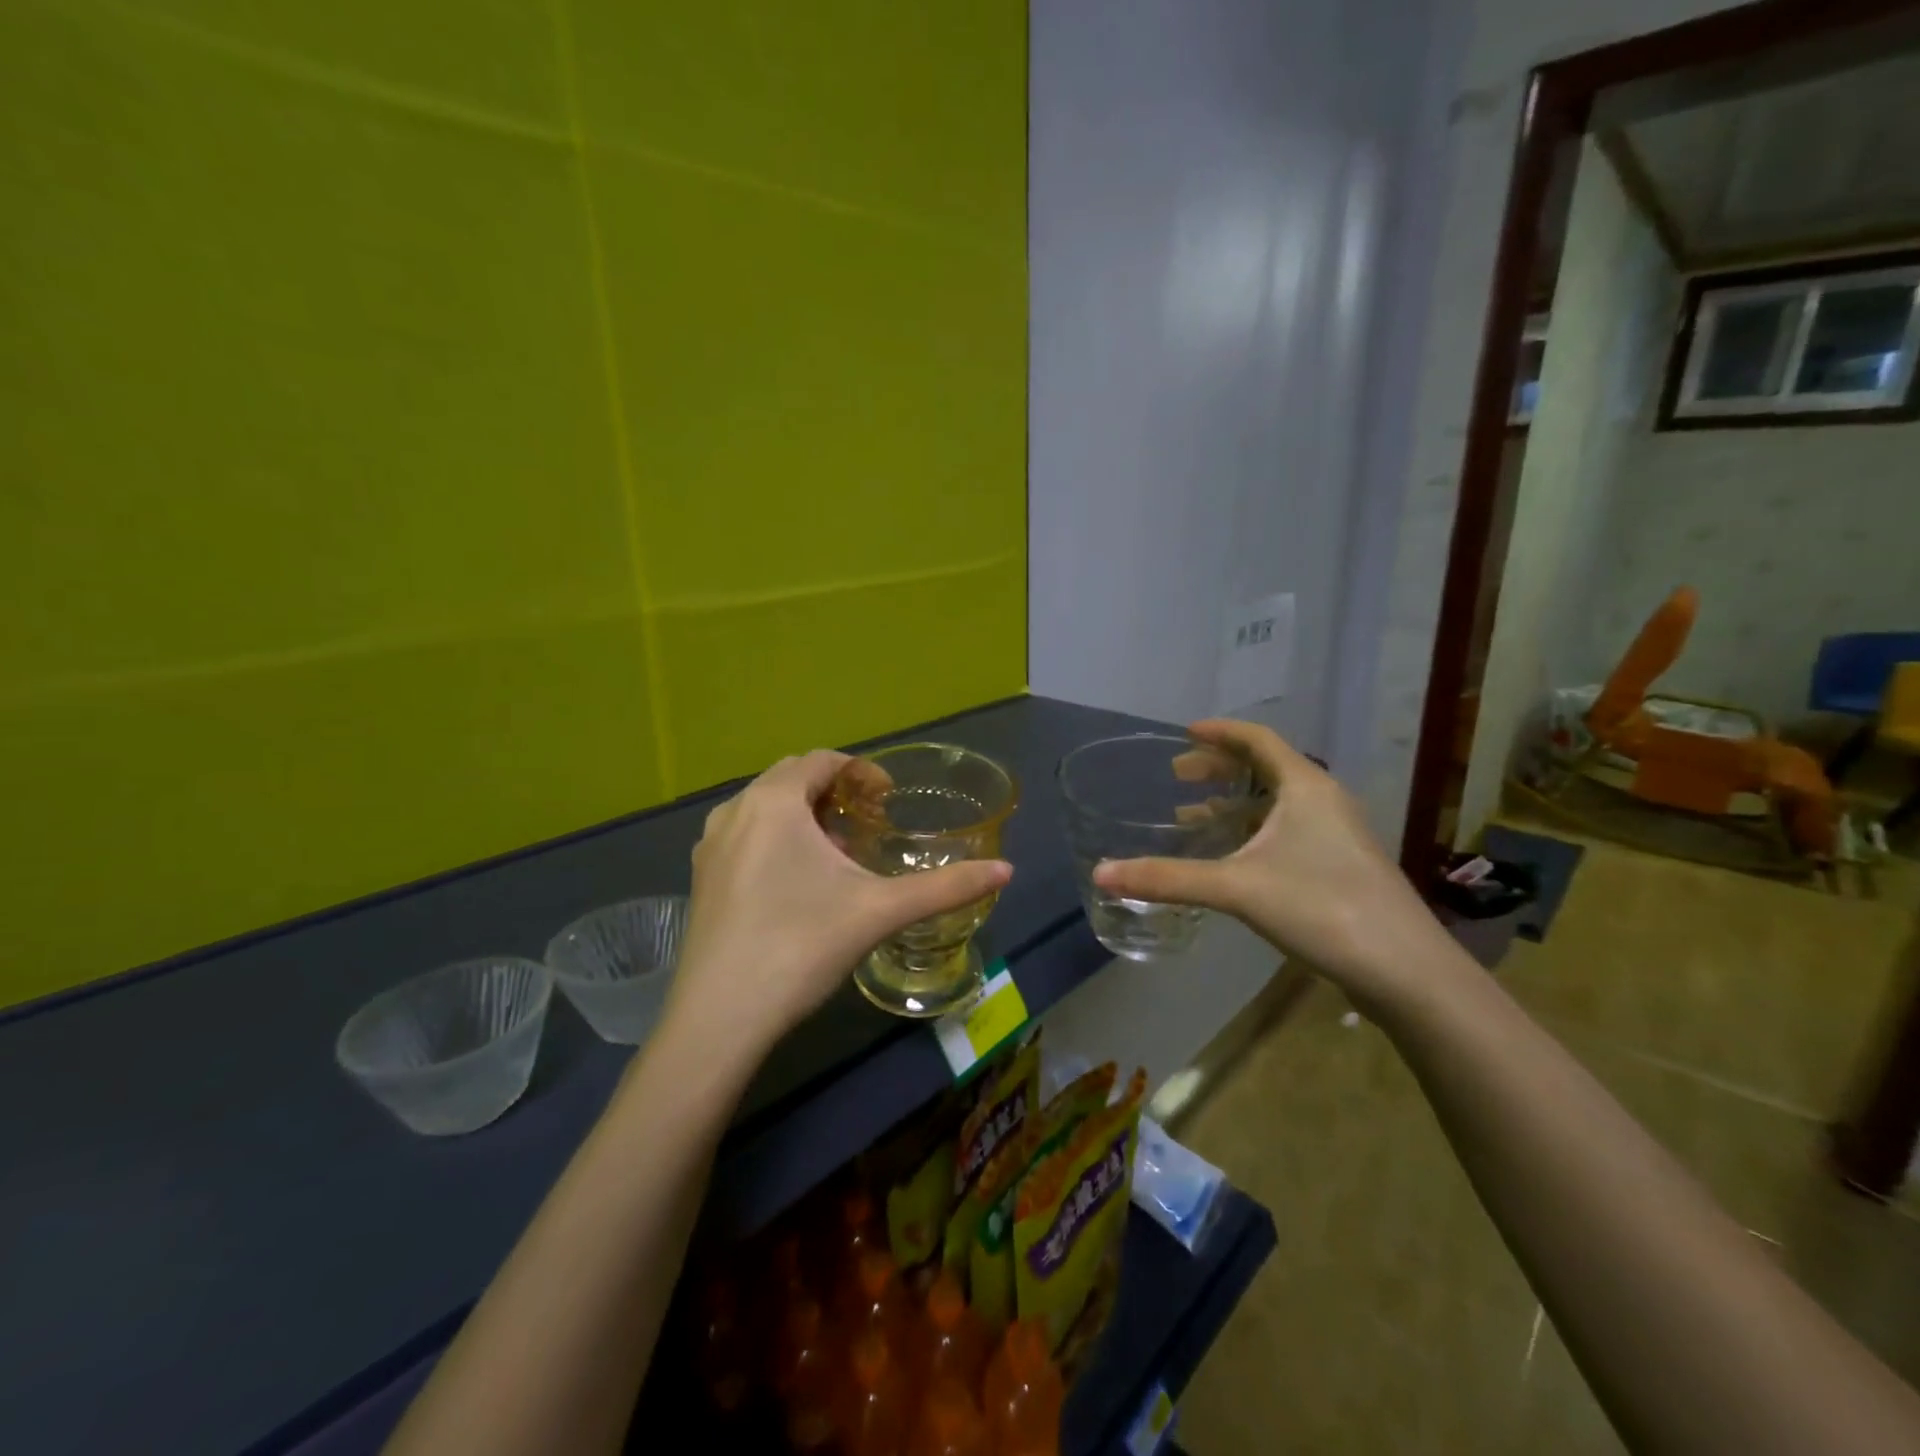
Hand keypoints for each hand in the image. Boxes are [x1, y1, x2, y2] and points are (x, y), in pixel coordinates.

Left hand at [663, 751, 1012, 1059]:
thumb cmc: (801, 946)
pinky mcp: (701, 877)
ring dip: (805, 814)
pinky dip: (777, 837)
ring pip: (765, 806)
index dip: (863, 771)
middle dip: (835, 791)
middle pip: (793, 777)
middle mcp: (735, 810)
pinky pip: (745, 834)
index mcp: (775, 801)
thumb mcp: (880, 911)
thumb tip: (1007, 871)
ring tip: (837, 852)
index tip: (889, 800)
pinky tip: (798, 882)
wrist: (719, 1018)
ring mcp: (711, 845)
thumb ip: (946, 887)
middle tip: (869, 824)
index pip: (823, 760)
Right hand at [1092, 719, 1451, 1009]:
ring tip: (1193, 814)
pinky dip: (1253, 831)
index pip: (1257, 739)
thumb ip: (1168, 879)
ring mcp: (1337, 834)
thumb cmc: (1321, 908)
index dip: (1219, 732)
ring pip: (1277, 803)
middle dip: (1220, 768)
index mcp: (1305, 787)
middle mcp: (1324, 800)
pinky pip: (1288, 830)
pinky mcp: (1341, 865)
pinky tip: (1232, 858)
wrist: (1405, 969)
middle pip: (1266, 767)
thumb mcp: (1236, 888)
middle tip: (1178, 776)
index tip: (1184, 733)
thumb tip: (1101, 873)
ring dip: (1235, 803)